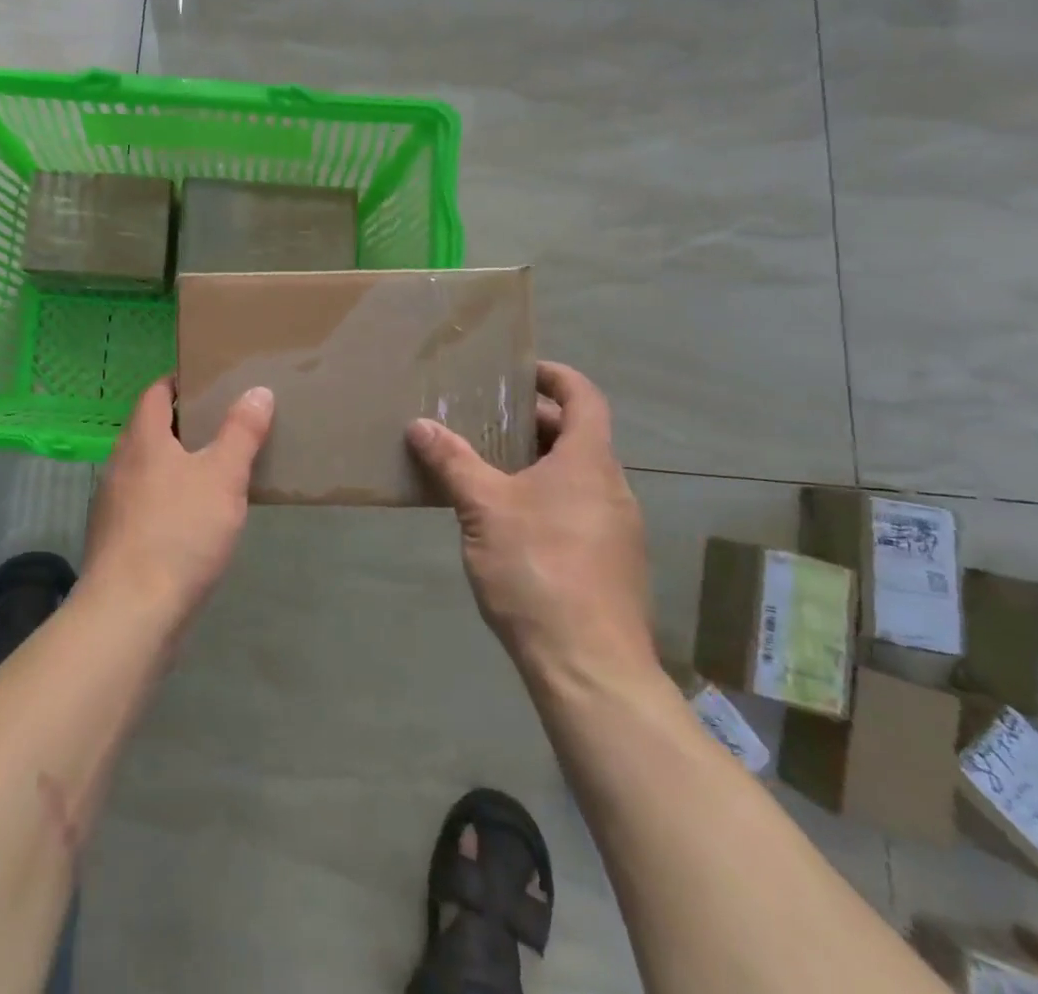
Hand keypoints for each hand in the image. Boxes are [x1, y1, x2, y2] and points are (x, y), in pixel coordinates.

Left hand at [84, 378, 274, 630]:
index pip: (155, 393)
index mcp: (142, 439)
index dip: (178, 382)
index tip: (208, 382)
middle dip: (181, 424)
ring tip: (211, 470)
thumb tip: (257, 390)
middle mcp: (120, 463)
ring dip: (173, 463)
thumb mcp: (223, 477)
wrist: (130, 612)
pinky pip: (143, 502)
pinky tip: (190, 519)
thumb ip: (241, 432)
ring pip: (145, 468)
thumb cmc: (179, 532)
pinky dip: (165, 498)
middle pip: (149, 429)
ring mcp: (112, 503)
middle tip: (221, 424)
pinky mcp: (114, 539)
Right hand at [406, 362, 655, 695]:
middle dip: (535, 422)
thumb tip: (420, 425)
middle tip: (488, 419)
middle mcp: (612, 488)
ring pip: (578, 477)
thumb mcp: (482, 509)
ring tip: (490, 467)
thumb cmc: (538, 569)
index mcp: (589, 463)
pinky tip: (510, 522)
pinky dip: (548, 497)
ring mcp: (617, 529)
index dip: (556, 377)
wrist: (590, 667)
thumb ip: (452, 462)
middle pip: (579, 436)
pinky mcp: (612, 564)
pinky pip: (579, 510)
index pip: (584, 398)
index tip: (522, 371)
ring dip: (539, 462)